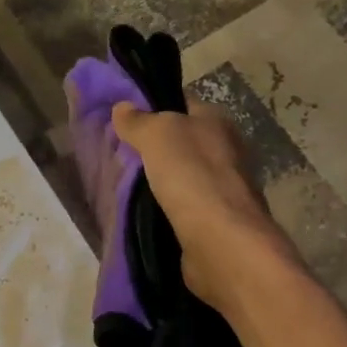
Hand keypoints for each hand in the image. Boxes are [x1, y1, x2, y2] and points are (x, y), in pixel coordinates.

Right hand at [111, 102, 298, 312]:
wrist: (221, 241)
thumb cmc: (191, 176)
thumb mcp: (158, 136)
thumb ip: (139, 121)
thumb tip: (122, 107)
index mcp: (218, 122)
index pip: (182, 105)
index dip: (154, 108)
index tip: (122, 121)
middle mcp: (226, 152)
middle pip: (183, 143)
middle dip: (154, 149)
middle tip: (119, 156)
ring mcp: (224, 190)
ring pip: (183, 177)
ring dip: (160, 182)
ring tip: (125, 187)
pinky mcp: (216, 223)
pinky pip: (185, 208)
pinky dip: (168, 210)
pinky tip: (145, 214)